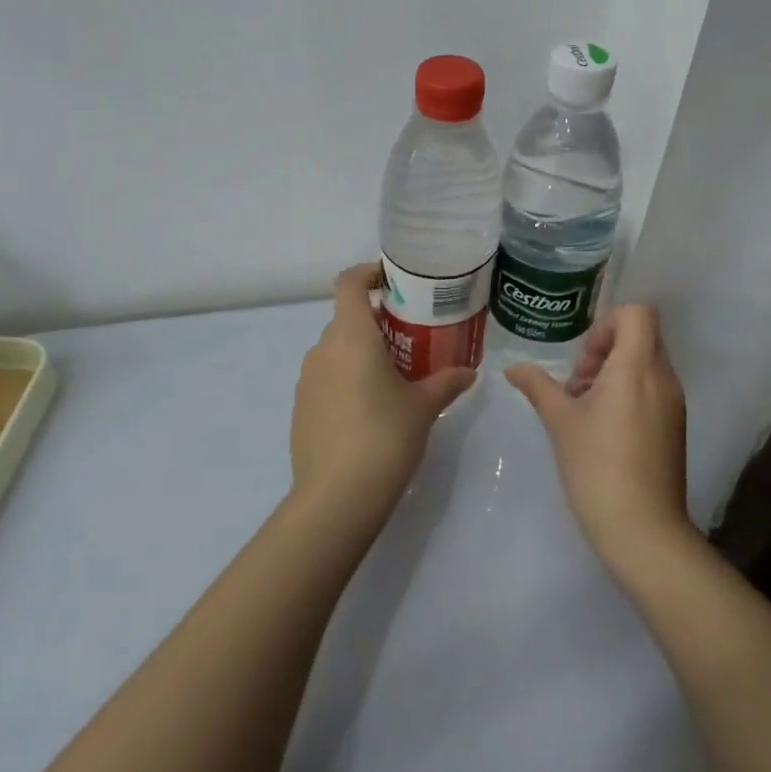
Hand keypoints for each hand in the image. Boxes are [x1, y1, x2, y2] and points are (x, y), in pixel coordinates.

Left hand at [289, 263, 475, 531]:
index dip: (369, 273)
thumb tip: (469, 371)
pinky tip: (370, 409)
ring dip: (363, 351)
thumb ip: (447, 382)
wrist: (336, 499)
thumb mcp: (423, 407)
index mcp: (351, 336)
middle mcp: (322, 349)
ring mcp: (306, 379)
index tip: (395, 281)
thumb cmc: (384, 438)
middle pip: (348, 317)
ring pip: (336, 349)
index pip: (349, 283)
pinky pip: (326, 377)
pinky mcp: (301, 407)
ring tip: (395, 374)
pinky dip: (347, 378)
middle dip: (379, 321)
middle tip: (412, 337)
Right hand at [505, 305, 694, 571]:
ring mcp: (674, 404)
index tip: (584, 360)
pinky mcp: (675, 427)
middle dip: (604, 350)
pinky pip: (653, 390)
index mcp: (637, 367)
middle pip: (641, 337)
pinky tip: (603, 429)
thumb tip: (513, 368)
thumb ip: (538, 386)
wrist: (643, 530)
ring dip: (614, 373)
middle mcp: (663, 378)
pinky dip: (629, 393)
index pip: (638, 314)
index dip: (607, 324)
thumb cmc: (597, 467)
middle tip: (578, 386)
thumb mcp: (560, 422)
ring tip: (585, 409)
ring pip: (646, 364)